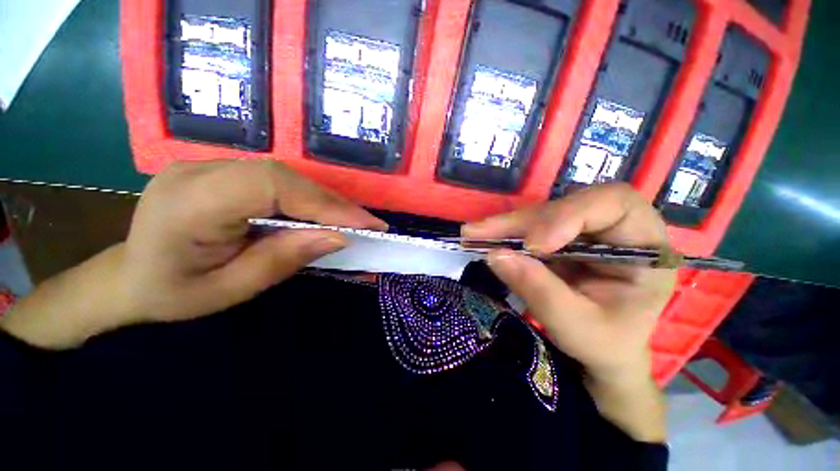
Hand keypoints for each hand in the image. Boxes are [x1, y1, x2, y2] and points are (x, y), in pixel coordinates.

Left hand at [121, 160, 386, 322]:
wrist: (129, 278)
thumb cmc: (174, 294)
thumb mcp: (233, 288)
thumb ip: (285, 258)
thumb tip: (339, 237)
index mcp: (190, 203)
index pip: (273, 186)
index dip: (325, 202)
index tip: (365, 224)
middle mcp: (197, 171)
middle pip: (283, 176)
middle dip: (332, 202)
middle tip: (367, 224)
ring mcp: (206, 165)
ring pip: (283, 175)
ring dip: (323, 200)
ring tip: (351, 221)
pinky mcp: (219, 171)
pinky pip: (274, 180)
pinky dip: (305, 198)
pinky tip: (320, 214)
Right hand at [463, 183, 674, 440]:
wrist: (602, 352)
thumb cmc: (606, 344)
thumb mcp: (578, 328)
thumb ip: (541, 291)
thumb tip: (496, 256)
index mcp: (644, 247)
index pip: (613, 204)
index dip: (569, 215)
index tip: (534, 245)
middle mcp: (614, 229)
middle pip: (567, 206)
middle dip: (522, 221)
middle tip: (481, 232)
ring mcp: (583, 232)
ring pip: (541, 215)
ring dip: (506, 226)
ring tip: (473, 234)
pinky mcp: (558, 239)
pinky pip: (528, 228)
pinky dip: (504, 234)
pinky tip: (482, 237)